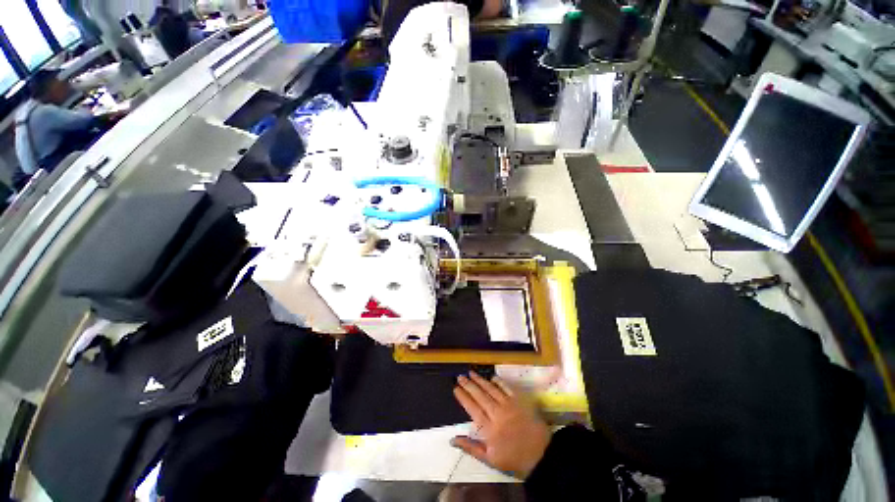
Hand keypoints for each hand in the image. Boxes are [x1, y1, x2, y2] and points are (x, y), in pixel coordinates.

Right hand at [451, 372, 551, 478]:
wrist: (541, 455)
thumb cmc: (513, 458)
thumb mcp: (490, 459)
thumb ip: (470, 448)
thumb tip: (452, 439)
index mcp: (488, 429)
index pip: (472, 408)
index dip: (463, 397)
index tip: (455, 388)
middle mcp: (497, 413)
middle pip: (480, 395)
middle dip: (468, 385)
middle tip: (460, 376)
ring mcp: (509, 405)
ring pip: (491, 389)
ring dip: (480, 380)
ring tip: (471, 373)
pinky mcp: (519, 400)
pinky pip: (506, 387)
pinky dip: (498, 381)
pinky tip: (491, 377)